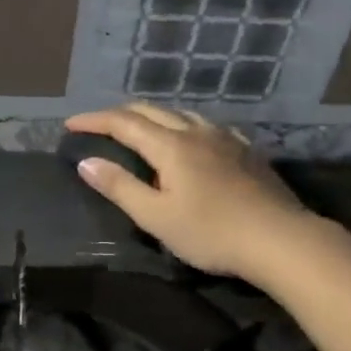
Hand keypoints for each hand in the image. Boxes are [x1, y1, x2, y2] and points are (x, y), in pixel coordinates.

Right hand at [63, 104, 318, 282]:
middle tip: (99, 125)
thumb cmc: (212, 232)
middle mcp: (197, 131)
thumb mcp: (157, 217)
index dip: (94, 120)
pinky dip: (184, 125)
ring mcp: (225, 138)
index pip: (123, 123)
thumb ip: (120, 187)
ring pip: (182, 114)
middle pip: (152, 111)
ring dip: (154, 117)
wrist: (280, 239)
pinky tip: (191, 139)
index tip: (70, 124)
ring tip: (141, 129)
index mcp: (171, 145)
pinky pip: (206, 126)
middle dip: (121, 114)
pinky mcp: (246, 150)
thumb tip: (87, 162)